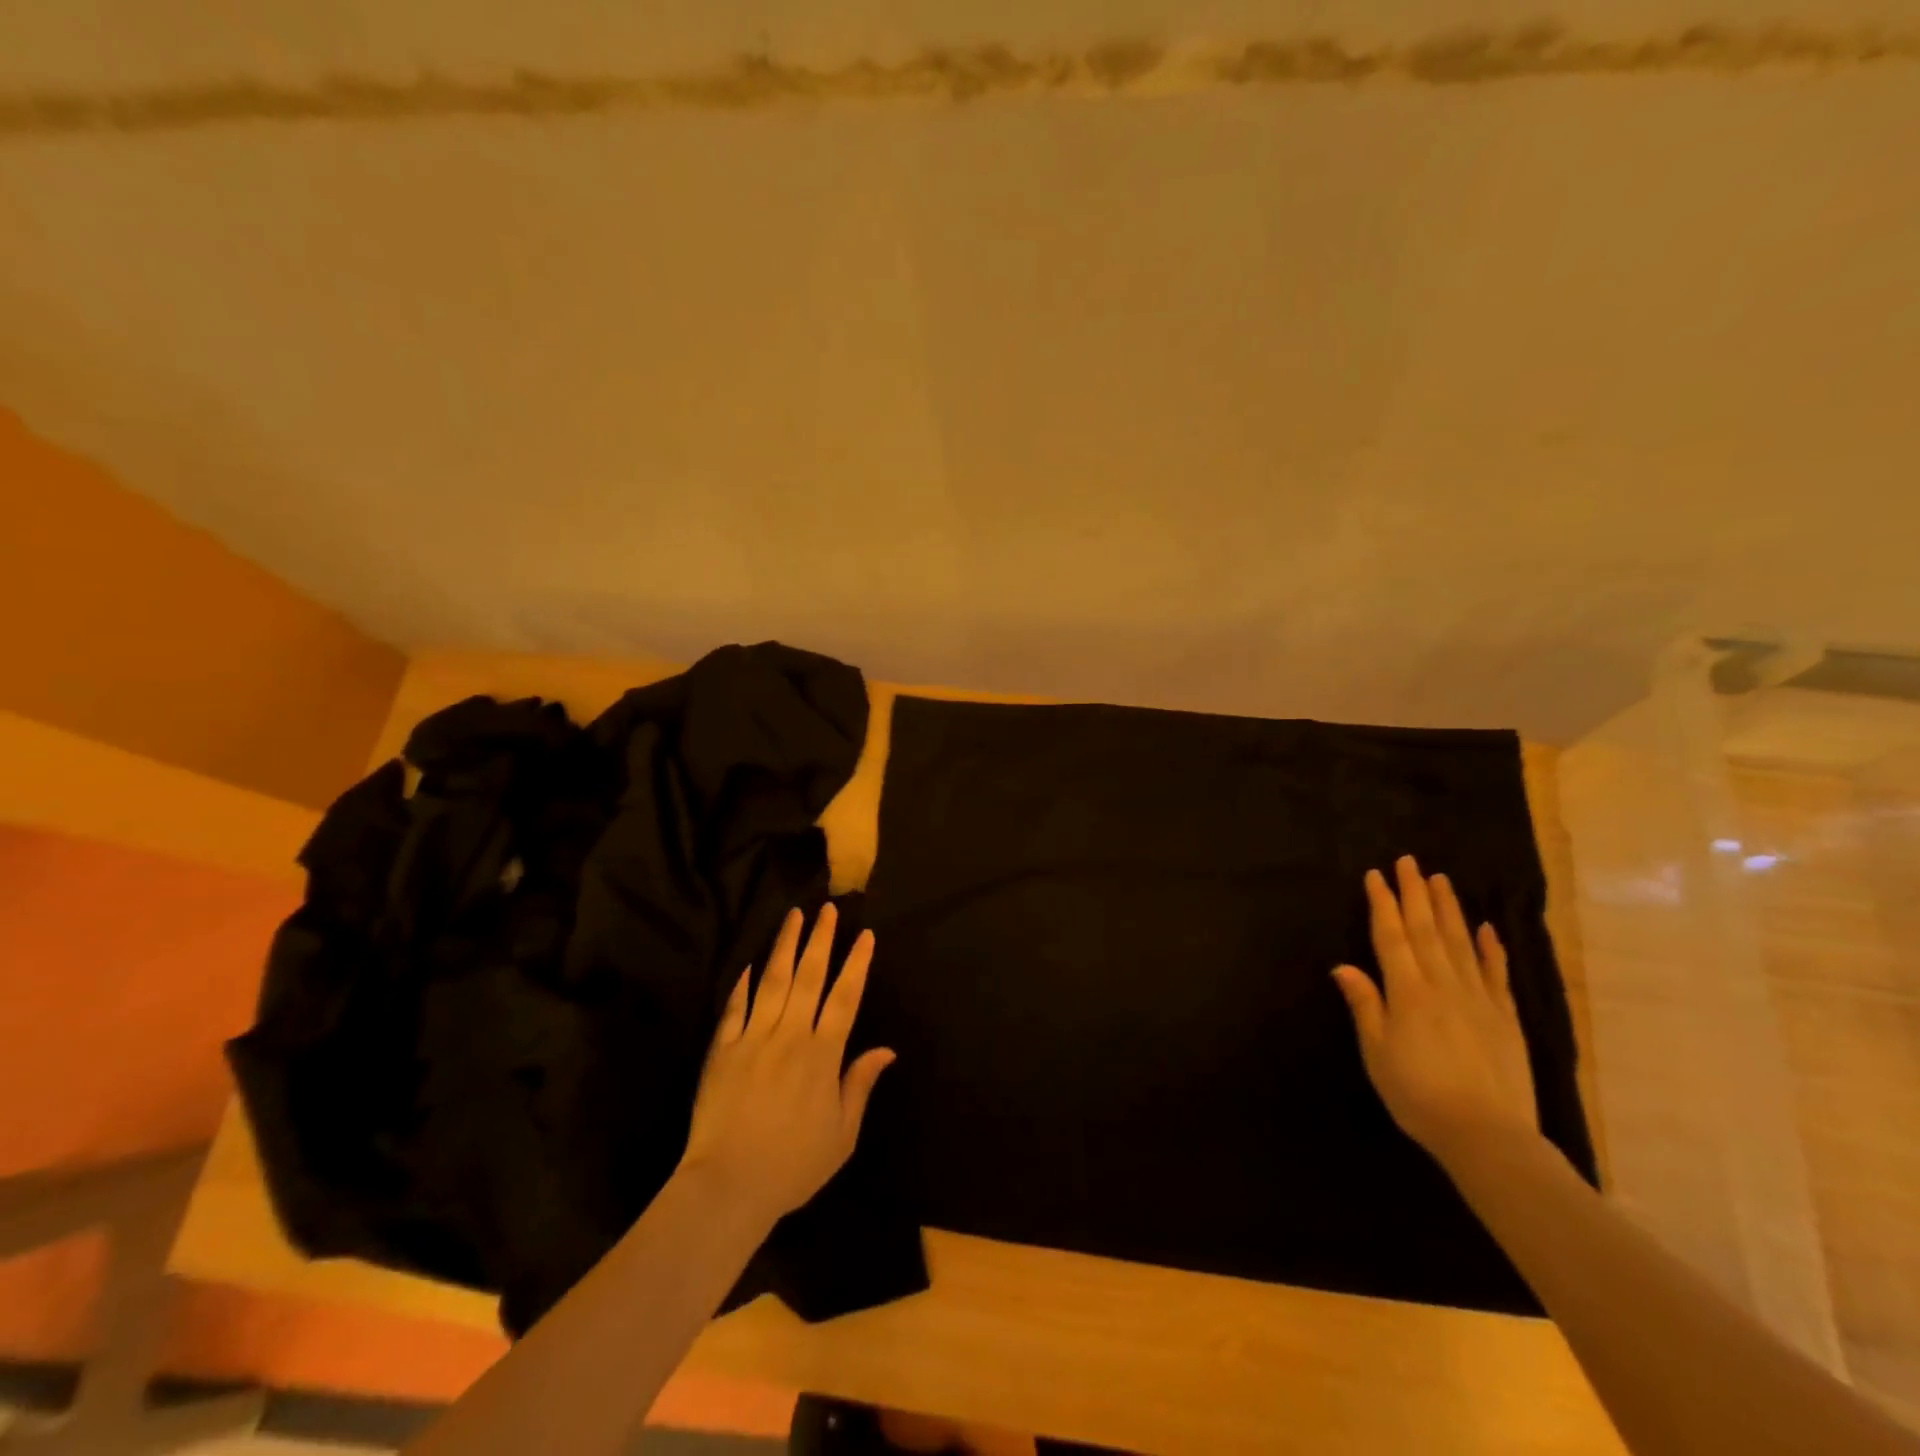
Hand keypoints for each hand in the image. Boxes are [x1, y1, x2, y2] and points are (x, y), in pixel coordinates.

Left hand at [680, 904, 895, 1226]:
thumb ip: (860, 1085)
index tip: (866, 936)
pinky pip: (735, 1007)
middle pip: (809, 976)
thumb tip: (887, 1050)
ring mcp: (753, 1038)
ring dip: (785, 946)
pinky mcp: (723, 1050)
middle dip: (821, 939)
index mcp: (822, 1055)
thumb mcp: (841, 1135)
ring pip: (772, 981)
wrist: (727, 1186)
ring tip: (794, 917)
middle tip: (829, 909)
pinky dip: (743, 984)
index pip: (845, 997)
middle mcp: (790, 1035)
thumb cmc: (792, 1166)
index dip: (857, 964)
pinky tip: (750, 965)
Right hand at [1331, 856, 1539, 1169]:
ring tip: (1441, 880)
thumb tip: (1343, 966)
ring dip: (1449, 909)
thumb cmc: (1418, 1095)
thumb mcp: (1377, 1053)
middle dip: (1415, 893)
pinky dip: (1492, 948)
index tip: (1375, 875)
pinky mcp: (1506, 1017)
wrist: (1488, 1136)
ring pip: (1461, 943)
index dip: (1382, 904)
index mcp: (1408, 992)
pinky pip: (1497, 974)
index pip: (1391, 937)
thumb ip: (1365, 1005)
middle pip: (1426, 930)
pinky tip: (1487, 928)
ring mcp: (1479, 999)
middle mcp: (1443, 985)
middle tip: (1410, 862)